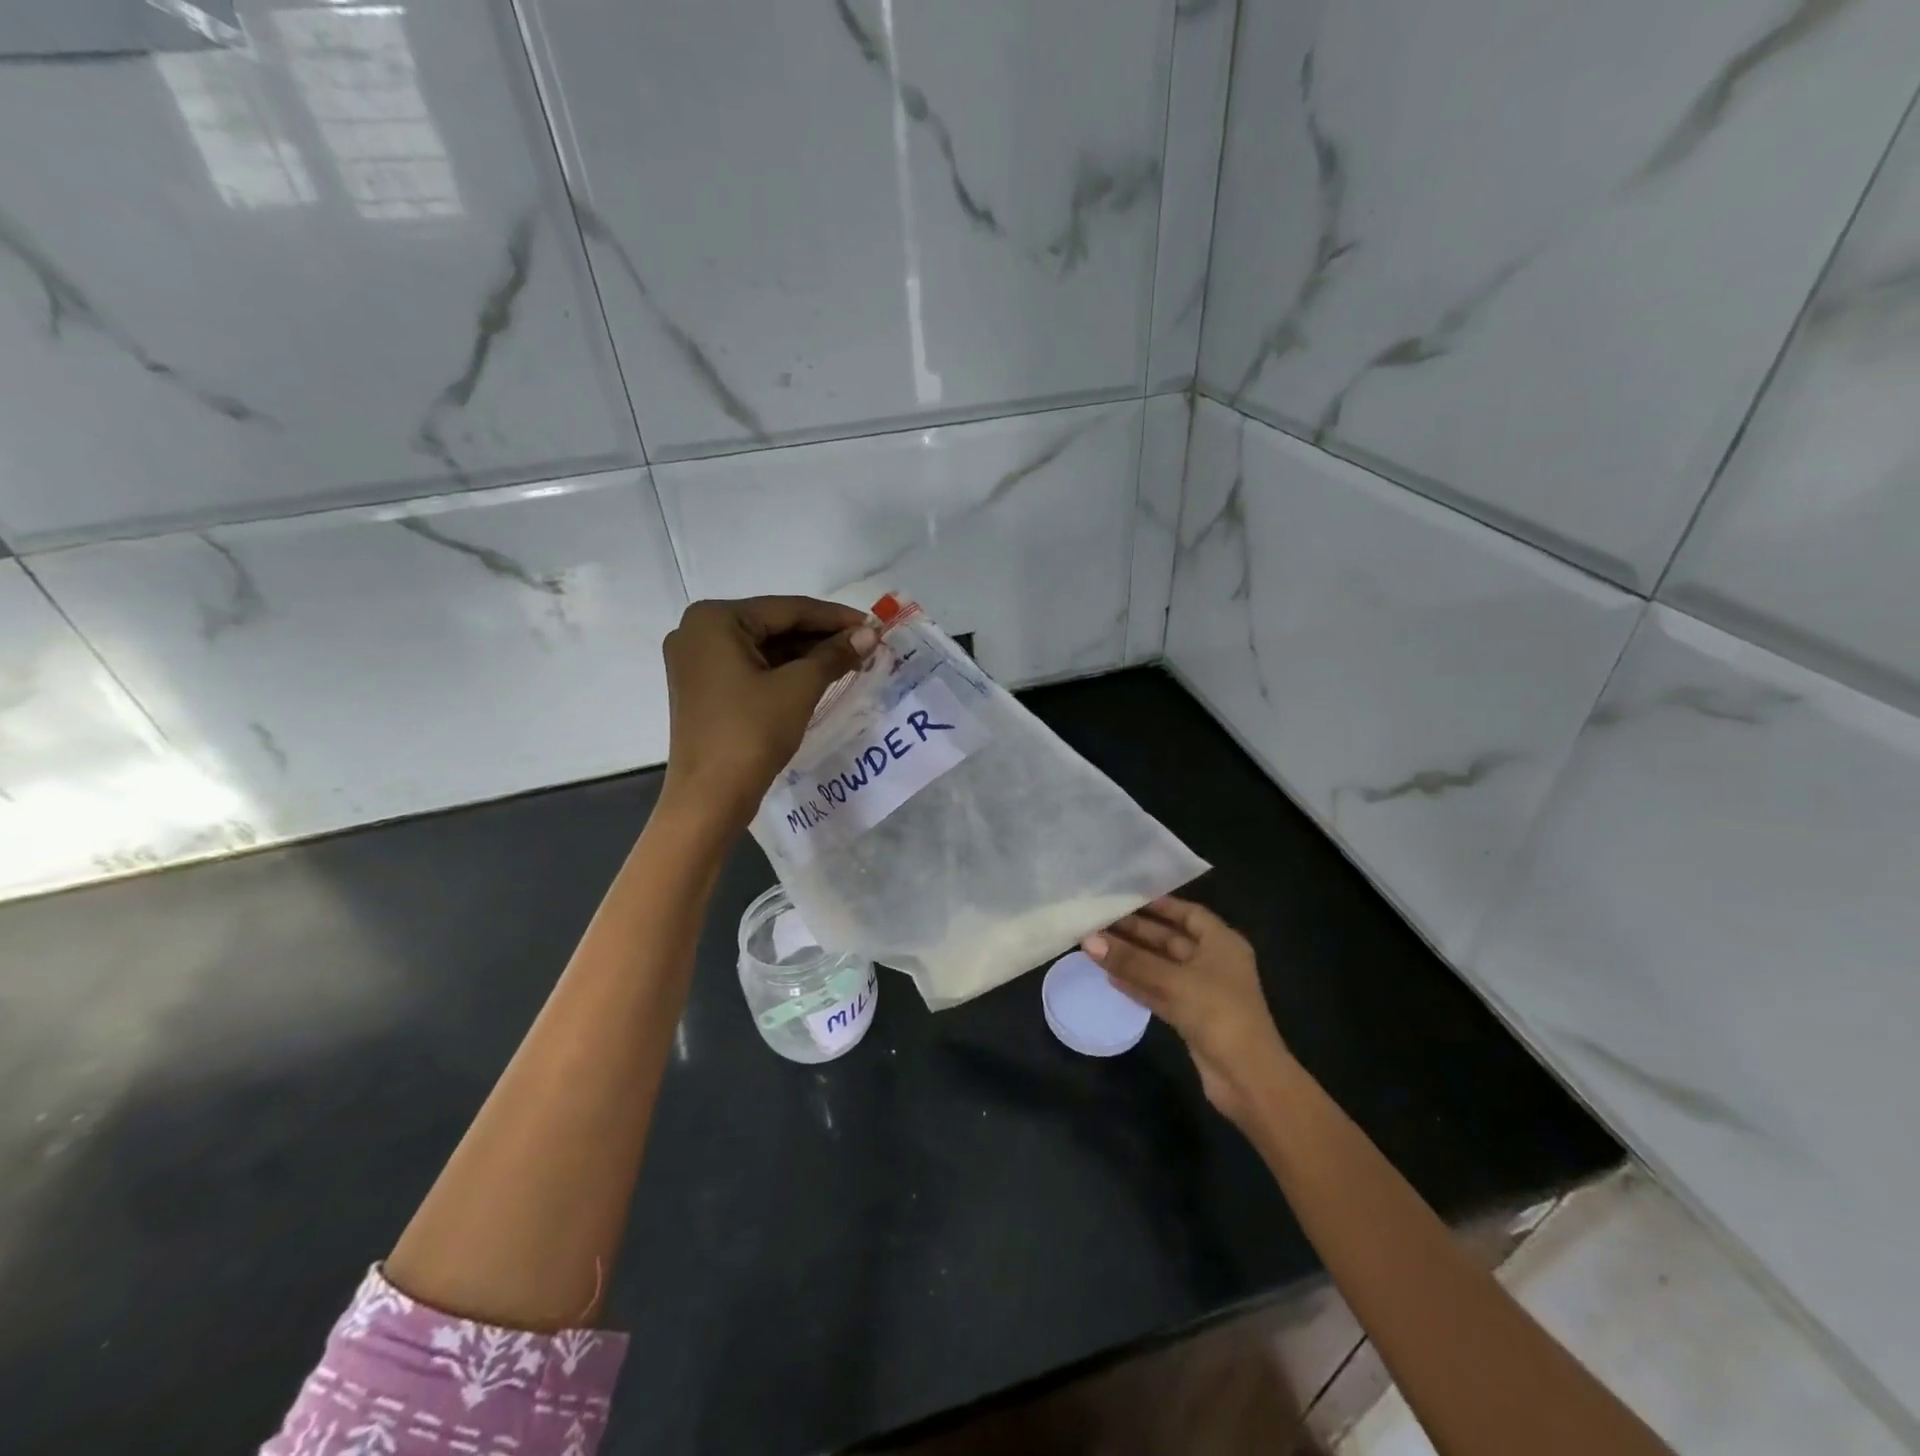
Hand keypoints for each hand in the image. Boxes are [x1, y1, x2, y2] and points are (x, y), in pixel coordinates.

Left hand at [660, 596, 876, 831]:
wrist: (710, 797)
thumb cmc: (751, 732)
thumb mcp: (799, 688)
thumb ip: (835, 654)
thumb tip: (870, 634)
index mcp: (714, 619)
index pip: (787, 609)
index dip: (835, 617)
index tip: (873, 625)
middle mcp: (697, 631)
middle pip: (774, 626)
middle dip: (821, 636)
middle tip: (865, 645)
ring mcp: (697, 661)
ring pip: (763, 648)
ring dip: (805, 654)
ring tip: (850, 661)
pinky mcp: (703, 687)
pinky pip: (751, 667)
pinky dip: (784, 671)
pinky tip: (819, 676)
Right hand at [1083, 898, 1292, 1124]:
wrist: (1248, 1077)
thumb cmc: (1218, 1013)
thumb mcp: (1173, 981)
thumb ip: (1130, 960)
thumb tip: (1088, 940)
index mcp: (1222, 943)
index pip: (1188, 913)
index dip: (1159, 904)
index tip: (1125, 898)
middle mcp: (1214, 962)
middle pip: (1170, 939)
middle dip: (1137, 931)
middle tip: (1099, 921)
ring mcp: (1202, 991)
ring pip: (1161, 966)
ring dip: (1132, 958)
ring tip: (1096, 946)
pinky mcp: (1191, 1017)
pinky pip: (1159, 991)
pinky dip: (1137, 983)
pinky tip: (1110, 977)